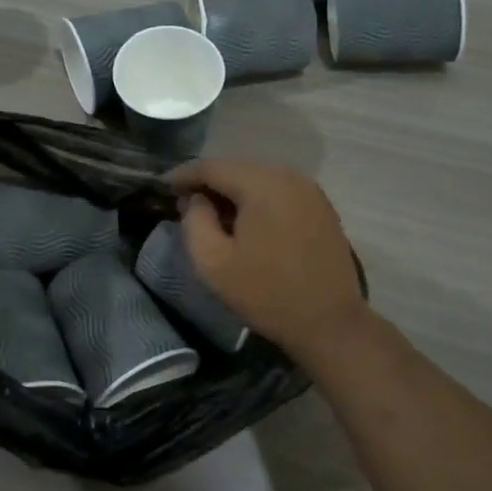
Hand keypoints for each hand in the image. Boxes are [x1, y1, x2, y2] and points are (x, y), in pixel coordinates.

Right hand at [169, 158, 368, 362]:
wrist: (330, 323)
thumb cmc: (266, 294)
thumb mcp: (213, 263)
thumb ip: (194, 222)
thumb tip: (196, 200)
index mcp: (262, 184)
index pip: (212, 167)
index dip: (183, 175)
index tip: (162, 188)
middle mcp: (289, 176)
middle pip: (237, 169)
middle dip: (208, 184)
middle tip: (183, 204)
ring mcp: (310, 191)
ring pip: (258, 180)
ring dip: (232, 193)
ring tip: (211, 215)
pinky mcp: (321, 208)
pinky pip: (278, 193)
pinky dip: (256, 201)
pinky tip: (244, 223)